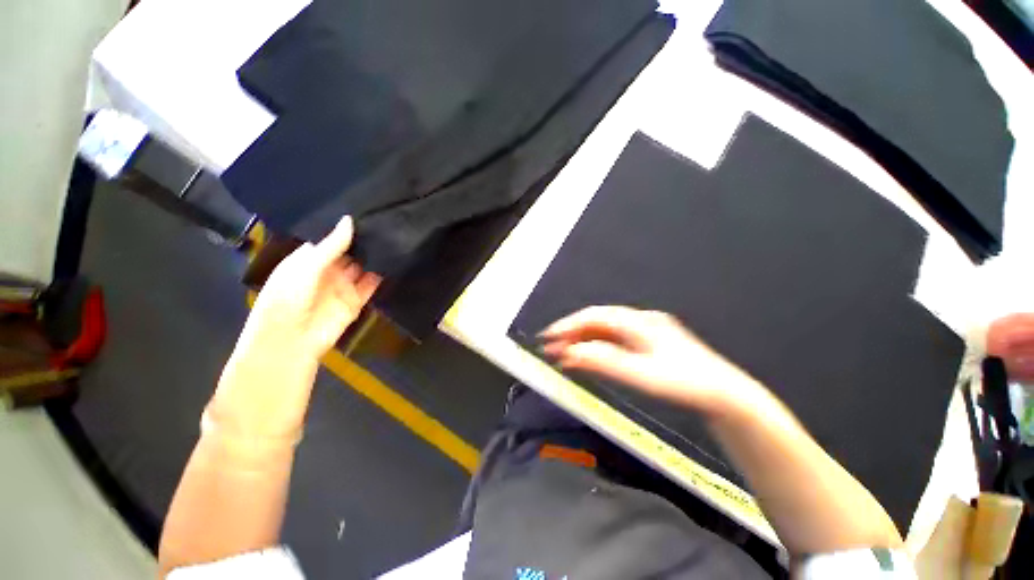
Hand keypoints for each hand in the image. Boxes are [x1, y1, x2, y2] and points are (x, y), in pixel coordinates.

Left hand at [242, 216, 381, 361]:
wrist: (289, 341)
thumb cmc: (287, 298)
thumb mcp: (306, 266)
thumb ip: (331, 245)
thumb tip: (350, 220)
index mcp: (308, 259)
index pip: (330, 239)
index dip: (345, 228)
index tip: (365, 211)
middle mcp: (327, 271)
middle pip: (349, 252)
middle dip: (363, 241)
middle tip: (385, 221)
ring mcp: (342, 286)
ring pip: (362, 267)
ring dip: (374, 257)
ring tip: (393, 238)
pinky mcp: (356, 300)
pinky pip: (371, 284)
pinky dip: (381, 275)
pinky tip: (393, 261)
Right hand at [541, 306, 766, 417]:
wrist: (725, 396)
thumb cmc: (684, 384)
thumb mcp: (641, 375)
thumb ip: (603, 362)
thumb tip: (569, 354)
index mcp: (639, 322)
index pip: (593, 317)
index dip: (567, 325)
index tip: (546, 337)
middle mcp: (640, 321)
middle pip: (597, 321)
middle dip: (571, 333)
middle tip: (549, 348)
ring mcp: (645, 332)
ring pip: (604, 331)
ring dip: (582, 340)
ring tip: (562, 354)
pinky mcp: (648, 344)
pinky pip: (614, 340)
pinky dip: (596, 347)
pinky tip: (587, 357)